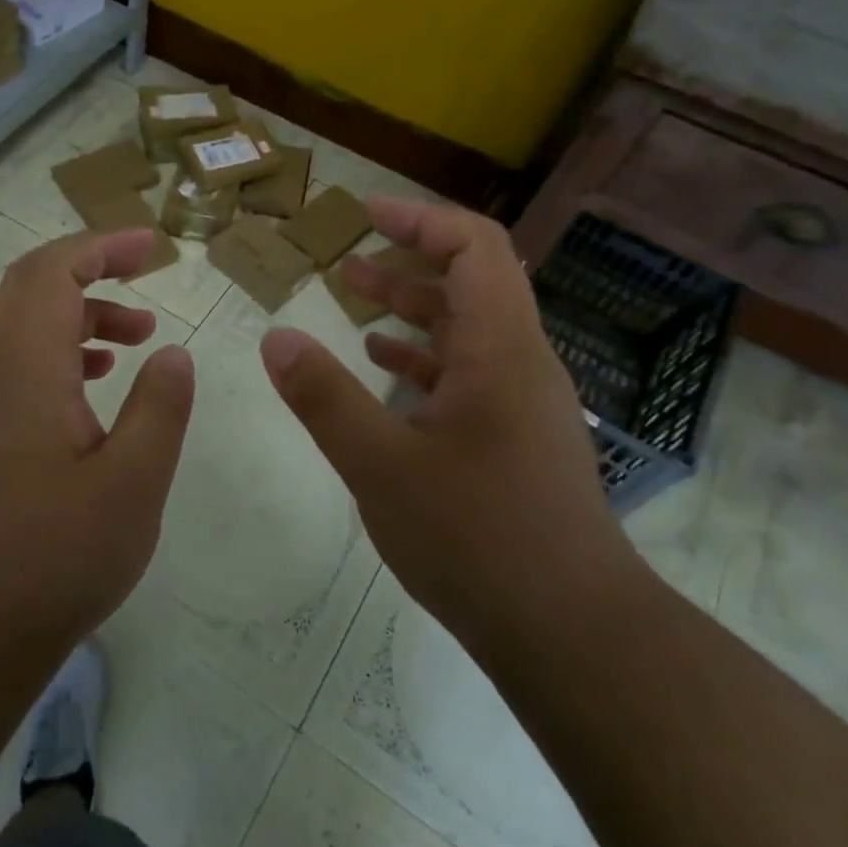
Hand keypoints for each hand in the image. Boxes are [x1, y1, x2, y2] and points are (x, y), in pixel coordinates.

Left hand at [0, 228, 194, 694]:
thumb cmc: (55, 558)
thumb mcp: (133, 484)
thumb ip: (160, 408)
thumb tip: (173, 354)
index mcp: (25, 371)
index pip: (52, 272)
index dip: (102, 246)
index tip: (153, 248)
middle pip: (30, 286)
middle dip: (91, 266)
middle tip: (147, 273)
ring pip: (24, 324)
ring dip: (80, 311)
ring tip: (139, 335)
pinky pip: (20, 363)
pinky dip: (62, 349)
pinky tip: (97, 383)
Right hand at [259, 199, 632, 653]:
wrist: (571, 632)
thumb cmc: (477, 538)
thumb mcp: (381, 465)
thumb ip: (324, 398)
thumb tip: (277, 338)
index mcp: (500, 349)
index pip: (476, 248)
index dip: (421, 220)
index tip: (366, 214)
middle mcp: (520, 364)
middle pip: (471, 284)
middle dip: (406, 263)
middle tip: (346, 261)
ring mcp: (522, 404)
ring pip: (467, 332)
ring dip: (412, 311)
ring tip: (353, 303)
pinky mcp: (516, 440)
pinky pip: (469, 375)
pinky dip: (424, 359)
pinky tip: (384, 370)